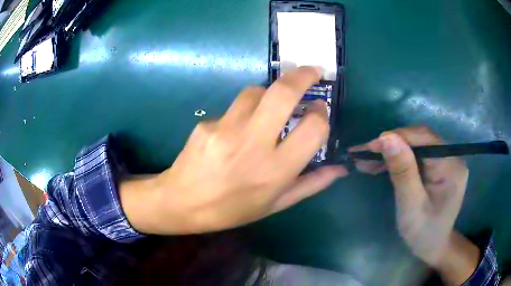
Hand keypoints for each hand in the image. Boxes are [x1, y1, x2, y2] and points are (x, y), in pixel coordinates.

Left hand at [121, 66, 346, 234]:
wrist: (182, 203)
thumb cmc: (232, 210)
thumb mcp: (275, 205)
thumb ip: (311, 184)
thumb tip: (340, 168)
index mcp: (276, 171)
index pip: (313, 128)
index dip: (321, 114)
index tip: (320, 110)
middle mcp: (253, 144)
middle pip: (283, 94)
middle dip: (302, 75)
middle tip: (312, 70)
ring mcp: (226, 129)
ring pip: (256, 91)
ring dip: (270, 92)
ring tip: (271, 105)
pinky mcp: (207, 123)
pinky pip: (233, 108)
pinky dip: (243, 111)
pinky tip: (236, 130)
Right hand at [350, 126, 468, 266]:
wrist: (433, 246)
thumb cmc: (423, 233)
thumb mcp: (411, 206)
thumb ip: (402, 171)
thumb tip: (387, 137)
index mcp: (451, 166)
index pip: (424, 138)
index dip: (397, 137)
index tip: (369, 147)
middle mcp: (451, 156)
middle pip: (419, 139)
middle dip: (391, 144)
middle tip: (364, 155)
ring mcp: (445, 160)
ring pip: (415, 145)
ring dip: (391, 151)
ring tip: (367, 160)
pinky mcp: (437, 165)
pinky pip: (415, 154)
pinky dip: (397, 158)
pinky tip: (381, 165)